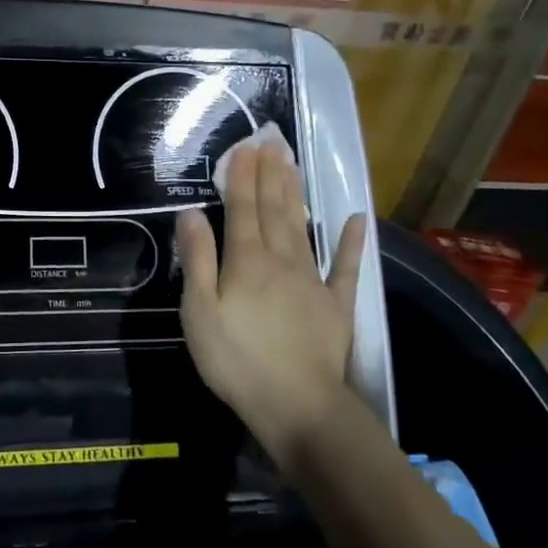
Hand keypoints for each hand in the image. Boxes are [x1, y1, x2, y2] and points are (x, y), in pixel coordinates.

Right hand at [175, 138, 365, 456]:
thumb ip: (198, 260)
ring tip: (292, 165)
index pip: (242, 209)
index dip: (242, 176)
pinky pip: (345, 267)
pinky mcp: (336, 305)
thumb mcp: (200, 312)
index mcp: (246, 261)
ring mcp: (312, 281)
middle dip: (270, 174)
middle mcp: (281, 260)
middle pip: (274, 209)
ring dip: (296, 194)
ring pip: (301, 227)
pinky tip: (356, 218)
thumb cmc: (237, 359)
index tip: (245, 147)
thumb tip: (191, 214)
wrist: (297, 405)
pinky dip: (351, 242)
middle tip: (271, 142)